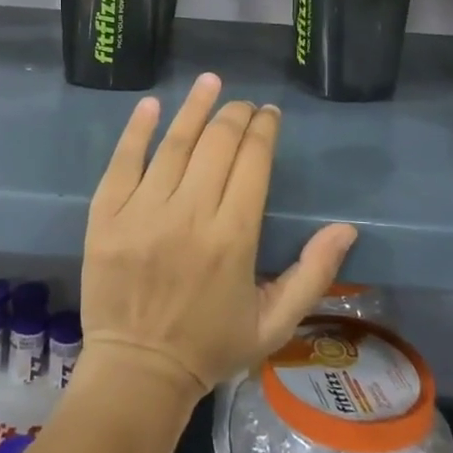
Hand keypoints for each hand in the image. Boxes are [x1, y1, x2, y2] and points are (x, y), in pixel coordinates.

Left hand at [78, 74, 356, 400]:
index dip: (264, 130)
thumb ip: (313, 274)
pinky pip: (122, 161)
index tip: (269, 115)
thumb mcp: (274, 322)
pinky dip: (138, 130)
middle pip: (217, 144)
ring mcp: (142, 212)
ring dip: (194, 107)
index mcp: (233, 238)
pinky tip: (152, 105)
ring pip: (174, 144)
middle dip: (235, 115)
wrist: (137, 371)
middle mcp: (189, 215)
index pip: (253, 162)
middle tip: (243, 104)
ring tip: (209, 81)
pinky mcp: (105, 215)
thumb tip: (347, 227)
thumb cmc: (210, 347)